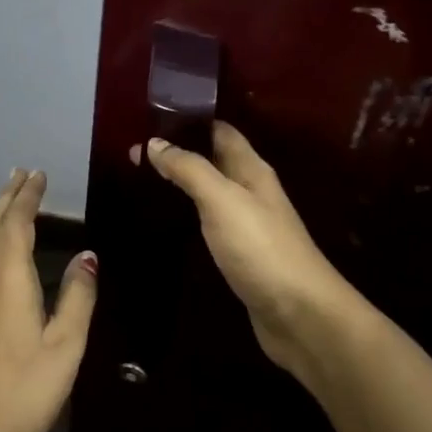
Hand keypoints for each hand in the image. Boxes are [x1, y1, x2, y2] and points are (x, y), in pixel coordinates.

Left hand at [0, 168, 96, 431]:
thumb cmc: (25, 389)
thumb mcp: (66, 345)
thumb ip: (78, 295)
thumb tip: (86, 255)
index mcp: (8, 277)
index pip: (16, 222)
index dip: (27, 196)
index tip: (37, 174)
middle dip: (8, 197)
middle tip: (21, 174)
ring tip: (9, 204)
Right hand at [146, 124, 359, 383]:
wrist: (300, 315)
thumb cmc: (261, 248)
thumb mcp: (222, 200)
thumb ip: (189, 169)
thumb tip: (155, 142)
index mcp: (251, 170)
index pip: (219, 131)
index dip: (188, 120)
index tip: (149, 116)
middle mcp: (250, 191)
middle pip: (212, 160)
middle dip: (177, 152)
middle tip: (132, 152)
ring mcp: (246, 224)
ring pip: (209, 191)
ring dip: (180, 183)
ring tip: (139, 180)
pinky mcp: (239, 254)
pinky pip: (208, 222)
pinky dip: (186, 214)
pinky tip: (166, 220)